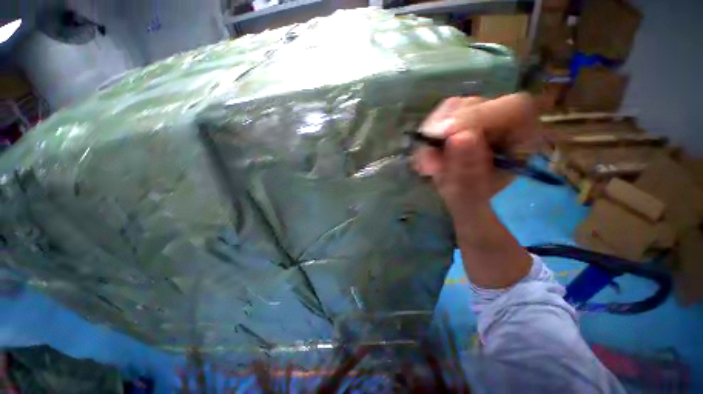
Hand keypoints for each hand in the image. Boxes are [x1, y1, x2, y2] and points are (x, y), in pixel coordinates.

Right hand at [413, 93, 536, 288]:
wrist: (465, 216)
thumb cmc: (476, 217)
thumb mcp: (472, 209)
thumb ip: (468, 181)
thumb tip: (459, 138)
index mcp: (522, 145)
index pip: (512, 109)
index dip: (478, 118)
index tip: (447, 139)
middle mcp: (502, 128)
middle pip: (475, 104)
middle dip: (446, 129)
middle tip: (429, 159)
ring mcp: (476, 126)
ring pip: (453, 109)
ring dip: (432, 135)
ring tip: (427, 164)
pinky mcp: (456, 130)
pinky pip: (438, 122)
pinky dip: (426, 140)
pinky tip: (425, 161)